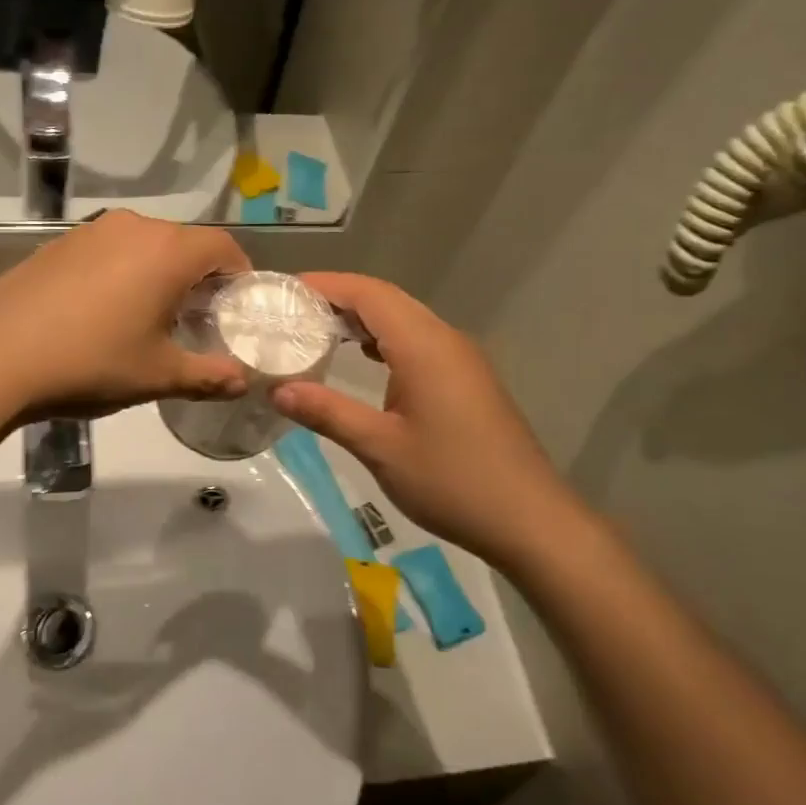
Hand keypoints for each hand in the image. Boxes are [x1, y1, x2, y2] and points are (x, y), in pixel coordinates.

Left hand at [0, 211, 252, 422]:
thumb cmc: (90, 362)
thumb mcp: (158, 376)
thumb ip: (208, 376)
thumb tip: (242, 382)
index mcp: (168, 251)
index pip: (223, 246)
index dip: (239, 274)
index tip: (237, 307)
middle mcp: (133, 228)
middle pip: (184, 242)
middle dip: (199, 277)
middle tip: (197, 320)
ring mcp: (91, 232)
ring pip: (144, 245)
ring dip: (158, 273)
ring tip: (149, 318)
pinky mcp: (58, 244)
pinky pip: (108, 251)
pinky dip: (122, 272)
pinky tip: (102, 312)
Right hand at [272, 273, 593, 570]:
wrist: (529, 519)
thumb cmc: (452, 481)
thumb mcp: (380, 447)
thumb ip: (327, 412)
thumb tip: (277, 390)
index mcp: (424, 346)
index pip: (369, 294)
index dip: (325, 285)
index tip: (283, 291)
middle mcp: (444, 340)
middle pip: (386, 300)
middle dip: (338, 297)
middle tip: (290, 310)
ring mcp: (460, 359)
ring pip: (404, 319)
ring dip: (361, 318)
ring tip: (315, 329)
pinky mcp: (466, 380)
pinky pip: (417, 341)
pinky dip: (383, 339)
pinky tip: (361, 357)